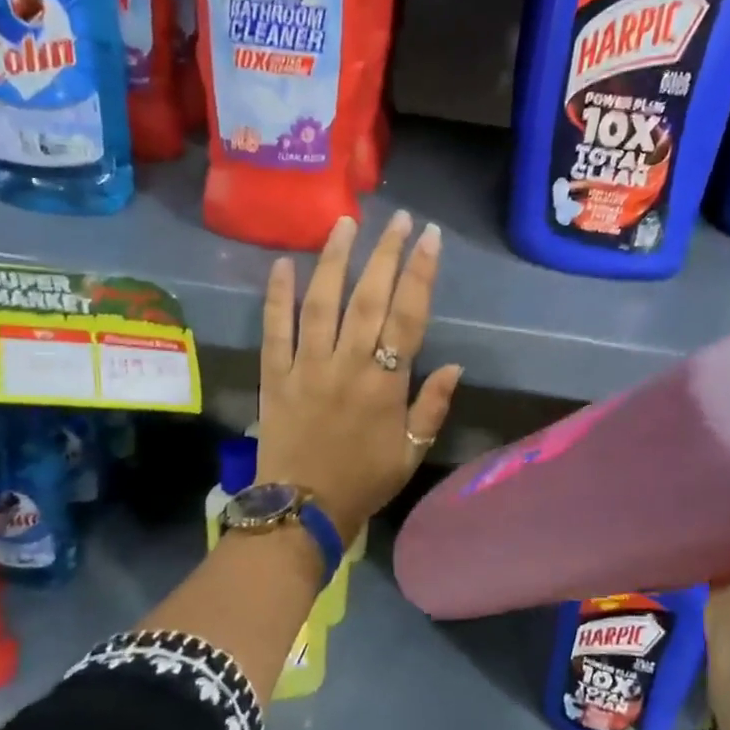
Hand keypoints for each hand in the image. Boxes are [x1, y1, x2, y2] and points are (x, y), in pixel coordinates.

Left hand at [257, 212, 465, 543]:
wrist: (303, 510)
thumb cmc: (364, 482)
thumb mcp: (411, 453)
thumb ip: (432, 407)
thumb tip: (455, 366)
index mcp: (385, 385)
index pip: (407, 317)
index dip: (420, 274)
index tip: (429, 238)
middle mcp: (347, 365)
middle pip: (368, 299)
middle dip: (385, 254)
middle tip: (398, 219)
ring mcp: (307, 367)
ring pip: (321, 303)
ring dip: (334, 260)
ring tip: (345, 224)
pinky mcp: (275, 376)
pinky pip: (274, 330)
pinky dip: (277, 297)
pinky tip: (282, 265)